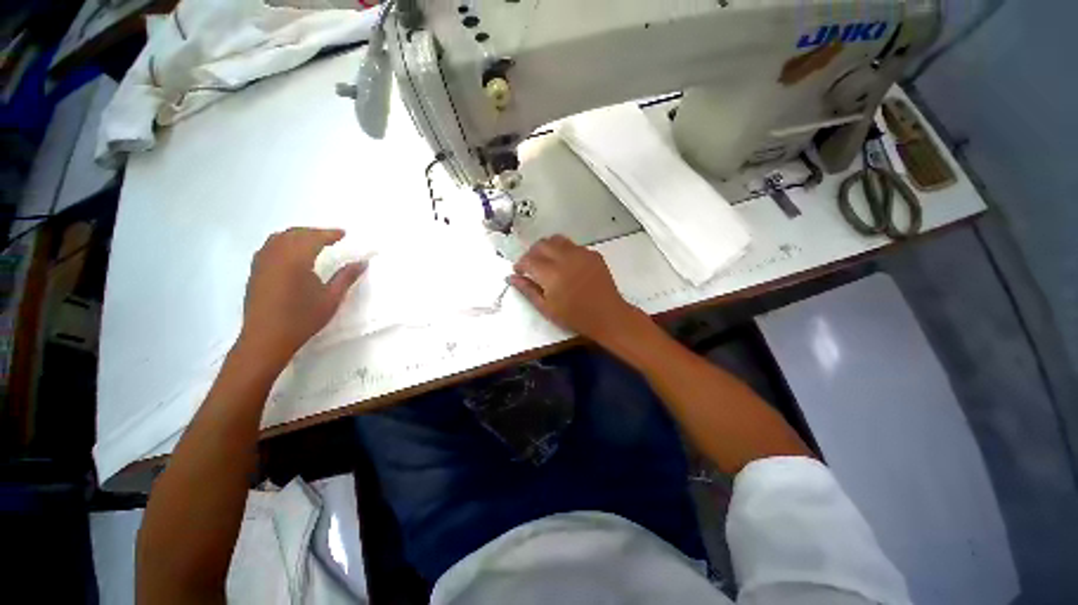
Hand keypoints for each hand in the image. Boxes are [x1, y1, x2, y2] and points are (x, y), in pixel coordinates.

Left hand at [239, 228, 365, 364]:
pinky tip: (291, 253)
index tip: (343, 234)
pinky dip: (283, 242)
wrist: (267, 338)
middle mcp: (276, 255)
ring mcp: (262, 262)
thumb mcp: (331, 298)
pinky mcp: (255, 271)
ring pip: (279, 238)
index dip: (330, 234)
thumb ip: (346, 277)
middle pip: (295, 234)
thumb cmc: (302, 318)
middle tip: (331, 236)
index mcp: (295, 259)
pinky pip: (269, 247)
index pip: (314, 238)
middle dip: (314, 232)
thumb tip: (362, 262)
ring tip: (312, 241)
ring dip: (297, 235)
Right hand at [509, 235, 642, 344]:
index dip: (520, 264)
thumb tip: (511, 277)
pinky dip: (564, 250)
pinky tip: (567, 264)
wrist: (607, 315)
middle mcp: (565, 258)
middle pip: (541, 244)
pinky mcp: (593, 254)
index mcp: (551, 273)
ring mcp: (581, 253)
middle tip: (531, 266)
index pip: (528, 259)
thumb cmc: (574, 317)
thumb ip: (528, 290)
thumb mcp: (546, 308)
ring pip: (557, 239)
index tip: (519, 272)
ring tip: (547, 261)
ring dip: (547, 247)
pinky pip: (573, 245)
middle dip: (532, 253)